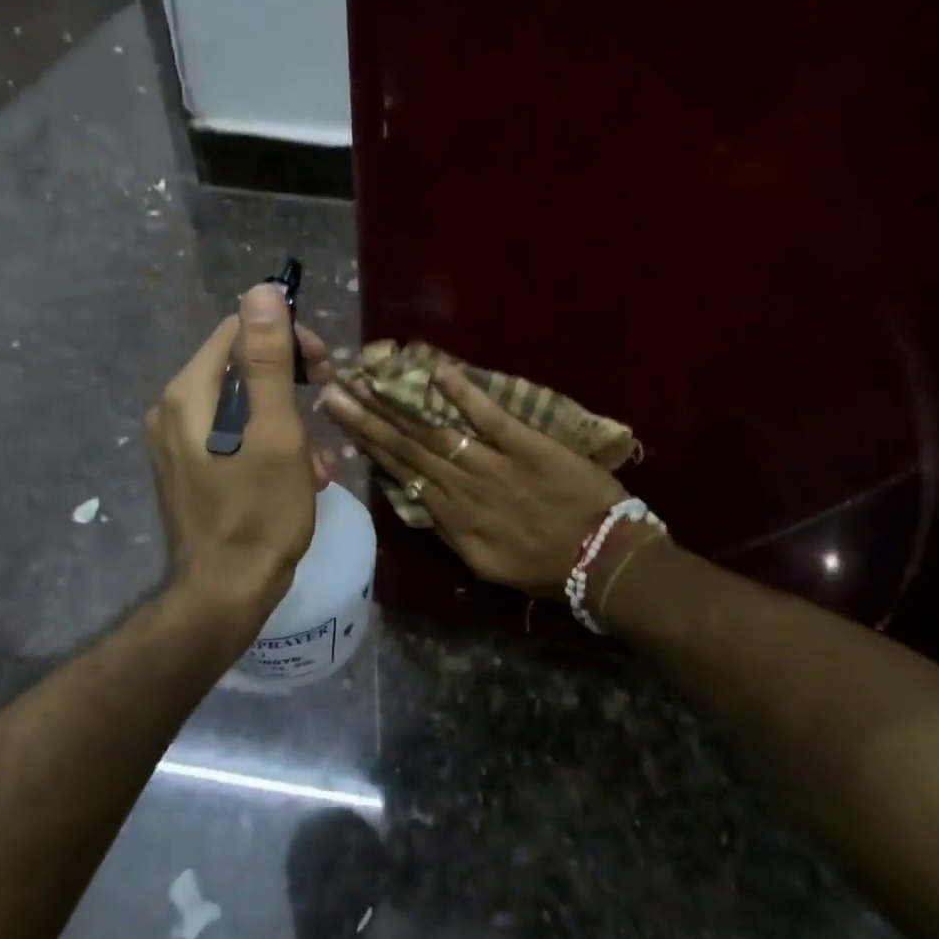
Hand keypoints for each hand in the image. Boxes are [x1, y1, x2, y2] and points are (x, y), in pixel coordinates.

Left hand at [147, 287, 336, 625]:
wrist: (223, 595)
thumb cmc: (258, 512)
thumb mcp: (275, 432)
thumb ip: (268, 360)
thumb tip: (262, 290)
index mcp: (190, 393)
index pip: (239, 331)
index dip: (287, 337)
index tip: (322, 366)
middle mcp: (174, 408)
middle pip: (240, 365)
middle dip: (290, 380)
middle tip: (325, 396)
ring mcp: (178, 440)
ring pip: (243, 402)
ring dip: (287, 418)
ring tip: (317, 457)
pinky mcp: (190, 466)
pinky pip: (235, 432)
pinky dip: (270, 441)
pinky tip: (299, 474)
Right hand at [323, 365, 626, 598]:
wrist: (604, 560)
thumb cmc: (549, 567)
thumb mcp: (490, 564)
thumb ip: (455, 532)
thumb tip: (424, 500)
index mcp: (455, 520)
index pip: (404, 477)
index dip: (372, 449)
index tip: (344, 424)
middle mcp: (464, 491)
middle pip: (408, 450)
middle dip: (368, 421)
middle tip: (334, 393)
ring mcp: (494, 466)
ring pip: (436, 434)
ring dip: (397, 407)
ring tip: (366, 383)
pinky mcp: (527, 446)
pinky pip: (490, 418)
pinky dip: (464, 395)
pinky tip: (438, 371)